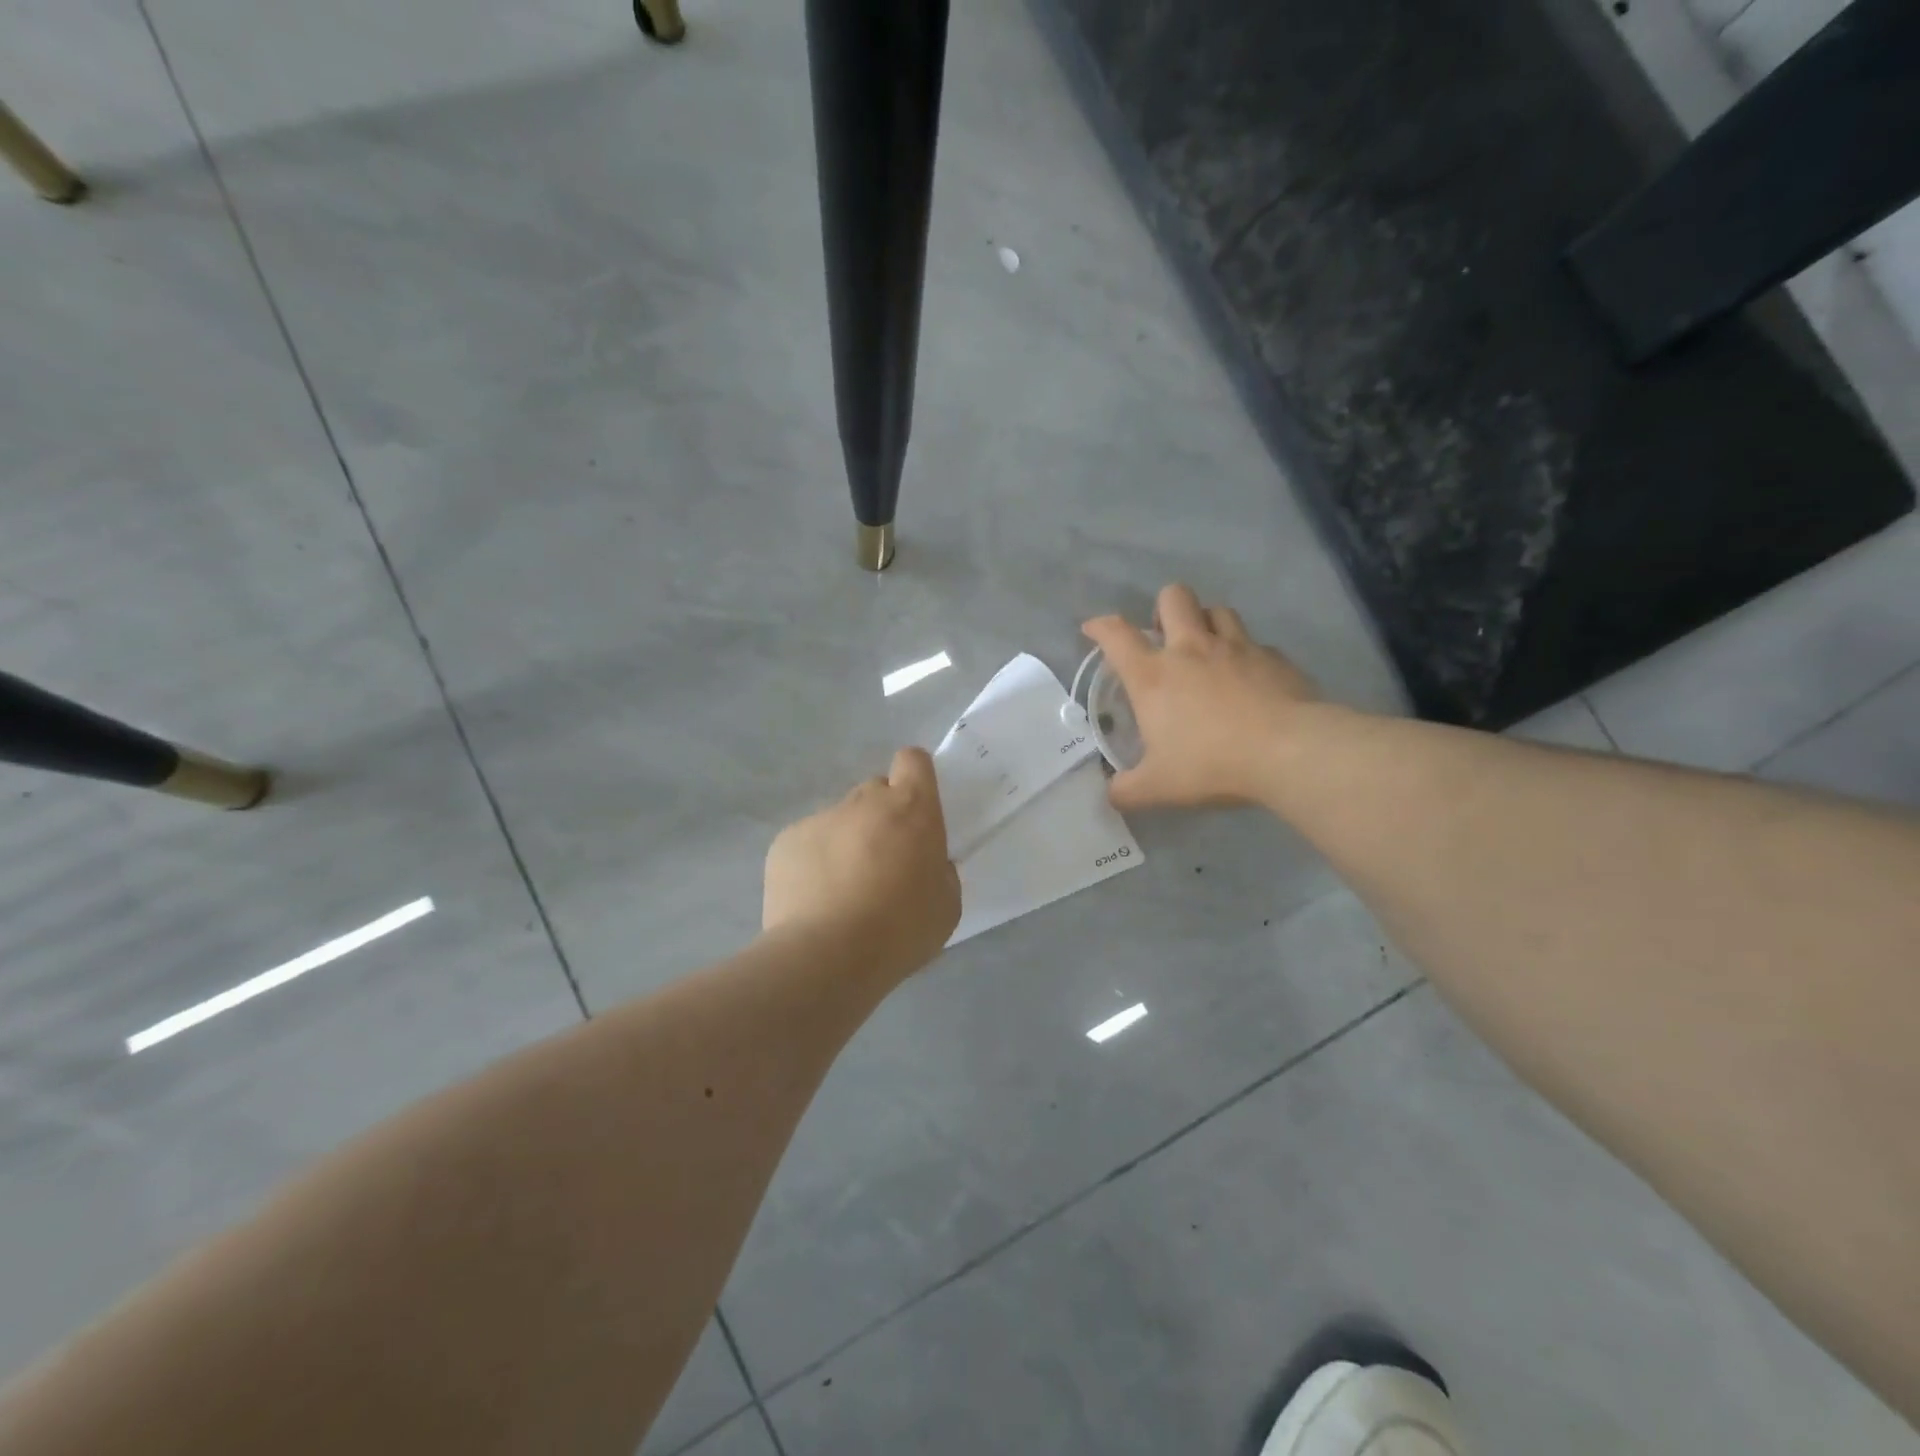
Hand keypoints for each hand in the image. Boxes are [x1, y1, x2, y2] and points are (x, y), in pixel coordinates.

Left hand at [764, 748, 961, 978]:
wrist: (827, 955)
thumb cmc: (901, 930)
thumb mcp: (947, 904)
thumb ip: (940, 871)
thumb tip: (926, 863)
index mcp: (912, 808)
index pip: (913, 761)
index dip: (915, 778)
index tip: (915, 807)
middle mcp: (865, 801)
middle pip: (875, 792)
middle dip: (881, 818)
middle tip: (882, 863)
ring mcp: (822, 818)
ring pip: (840, 821)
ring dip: (846, 843)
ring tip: (842, 892)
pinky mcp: (786, 841)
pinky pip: (807, 843)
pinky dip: (813, 864)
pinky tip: (814, 901)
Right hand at [1083, 584, 1322, 810]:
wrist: (1289, 752)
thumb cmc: (1211, 764)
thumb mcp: (1158, 788)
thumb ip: (1127, 790)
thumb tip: (1111, 794)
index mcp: (1154, 675)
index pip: (1116, 635)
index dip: (1100, 626)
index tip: (1093, 629)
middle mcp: (1192, 649)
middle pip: (1174, 597)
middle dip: (1164, 608)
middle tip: (1165, 637)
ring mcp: (1237, 647)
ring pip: (1218, 610)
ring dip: (1207, 622)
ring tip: (1207, 649)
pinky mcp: (1275, 658)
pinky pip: (1256, 643)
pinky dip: (1247, 654)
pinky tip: (1250, 678)